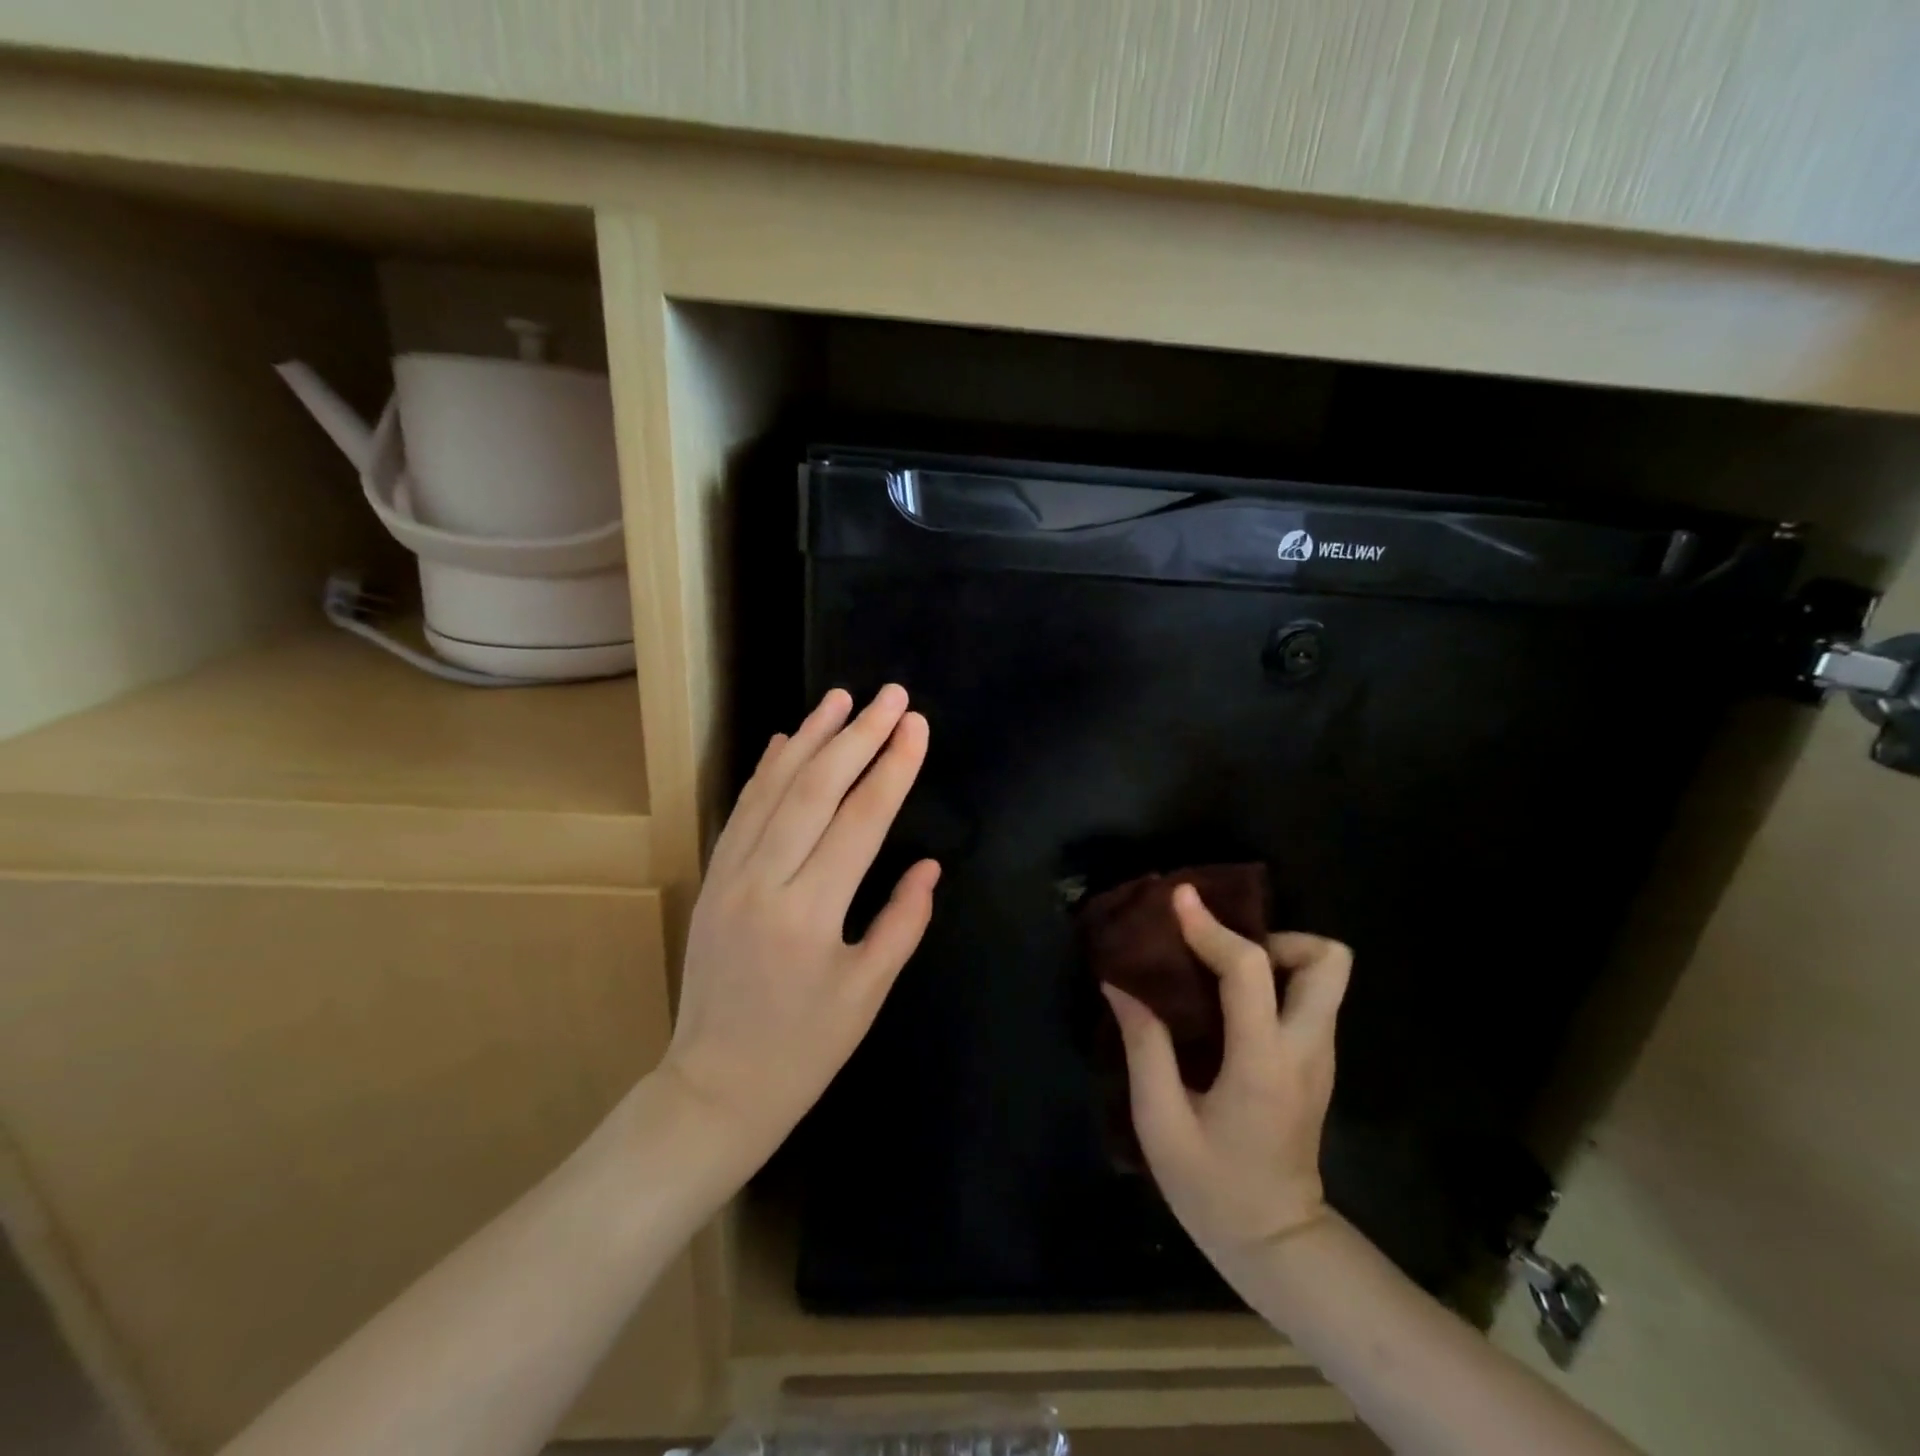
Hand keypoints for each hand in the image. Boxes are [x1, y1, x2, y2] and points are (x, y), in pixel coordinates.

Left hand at [661, 686, 938, 1168]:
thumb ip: (902, 923)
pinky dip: (766, 770)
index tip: (917, 725)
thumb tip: (928, 865)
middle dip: (858, 735)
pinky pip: (742, 811)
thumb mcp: (866, 995)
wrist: (713, 1089)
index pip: (861, 820)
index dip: (893, 767)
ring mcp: (730, 876)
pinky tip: (786, 740)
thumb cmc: (803, 1051)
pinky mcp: (712, 879)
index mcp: (810, 914)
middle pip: (816, 789)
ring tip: (841, 697)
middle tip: (891, 695)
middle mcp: (765, 882)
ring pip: (773, 789)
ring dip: (810, 737)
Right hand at [1103, 884, 1350, 1266]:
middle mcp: (1306, 1049)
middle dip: (1276, 936)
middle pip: (1329, 960)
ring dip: (1275, 954)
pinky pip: (1308, 997)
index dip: (1211, 928)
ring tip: (1217, 967)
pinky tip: (1226, 997)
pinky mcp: (1315, 1063)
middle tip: (1221, 948)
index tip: (1178, 900)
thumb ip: (1143, 1046)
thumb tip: (1120, 984)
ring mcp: (1319, 1057)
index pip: (1250, 971)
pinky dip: (1273, 978)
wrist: (1277, 1245)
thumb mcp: (1160, 1123)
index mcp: (1263, 1062)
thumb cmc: (1213, 1189)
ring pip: (1326, 976)